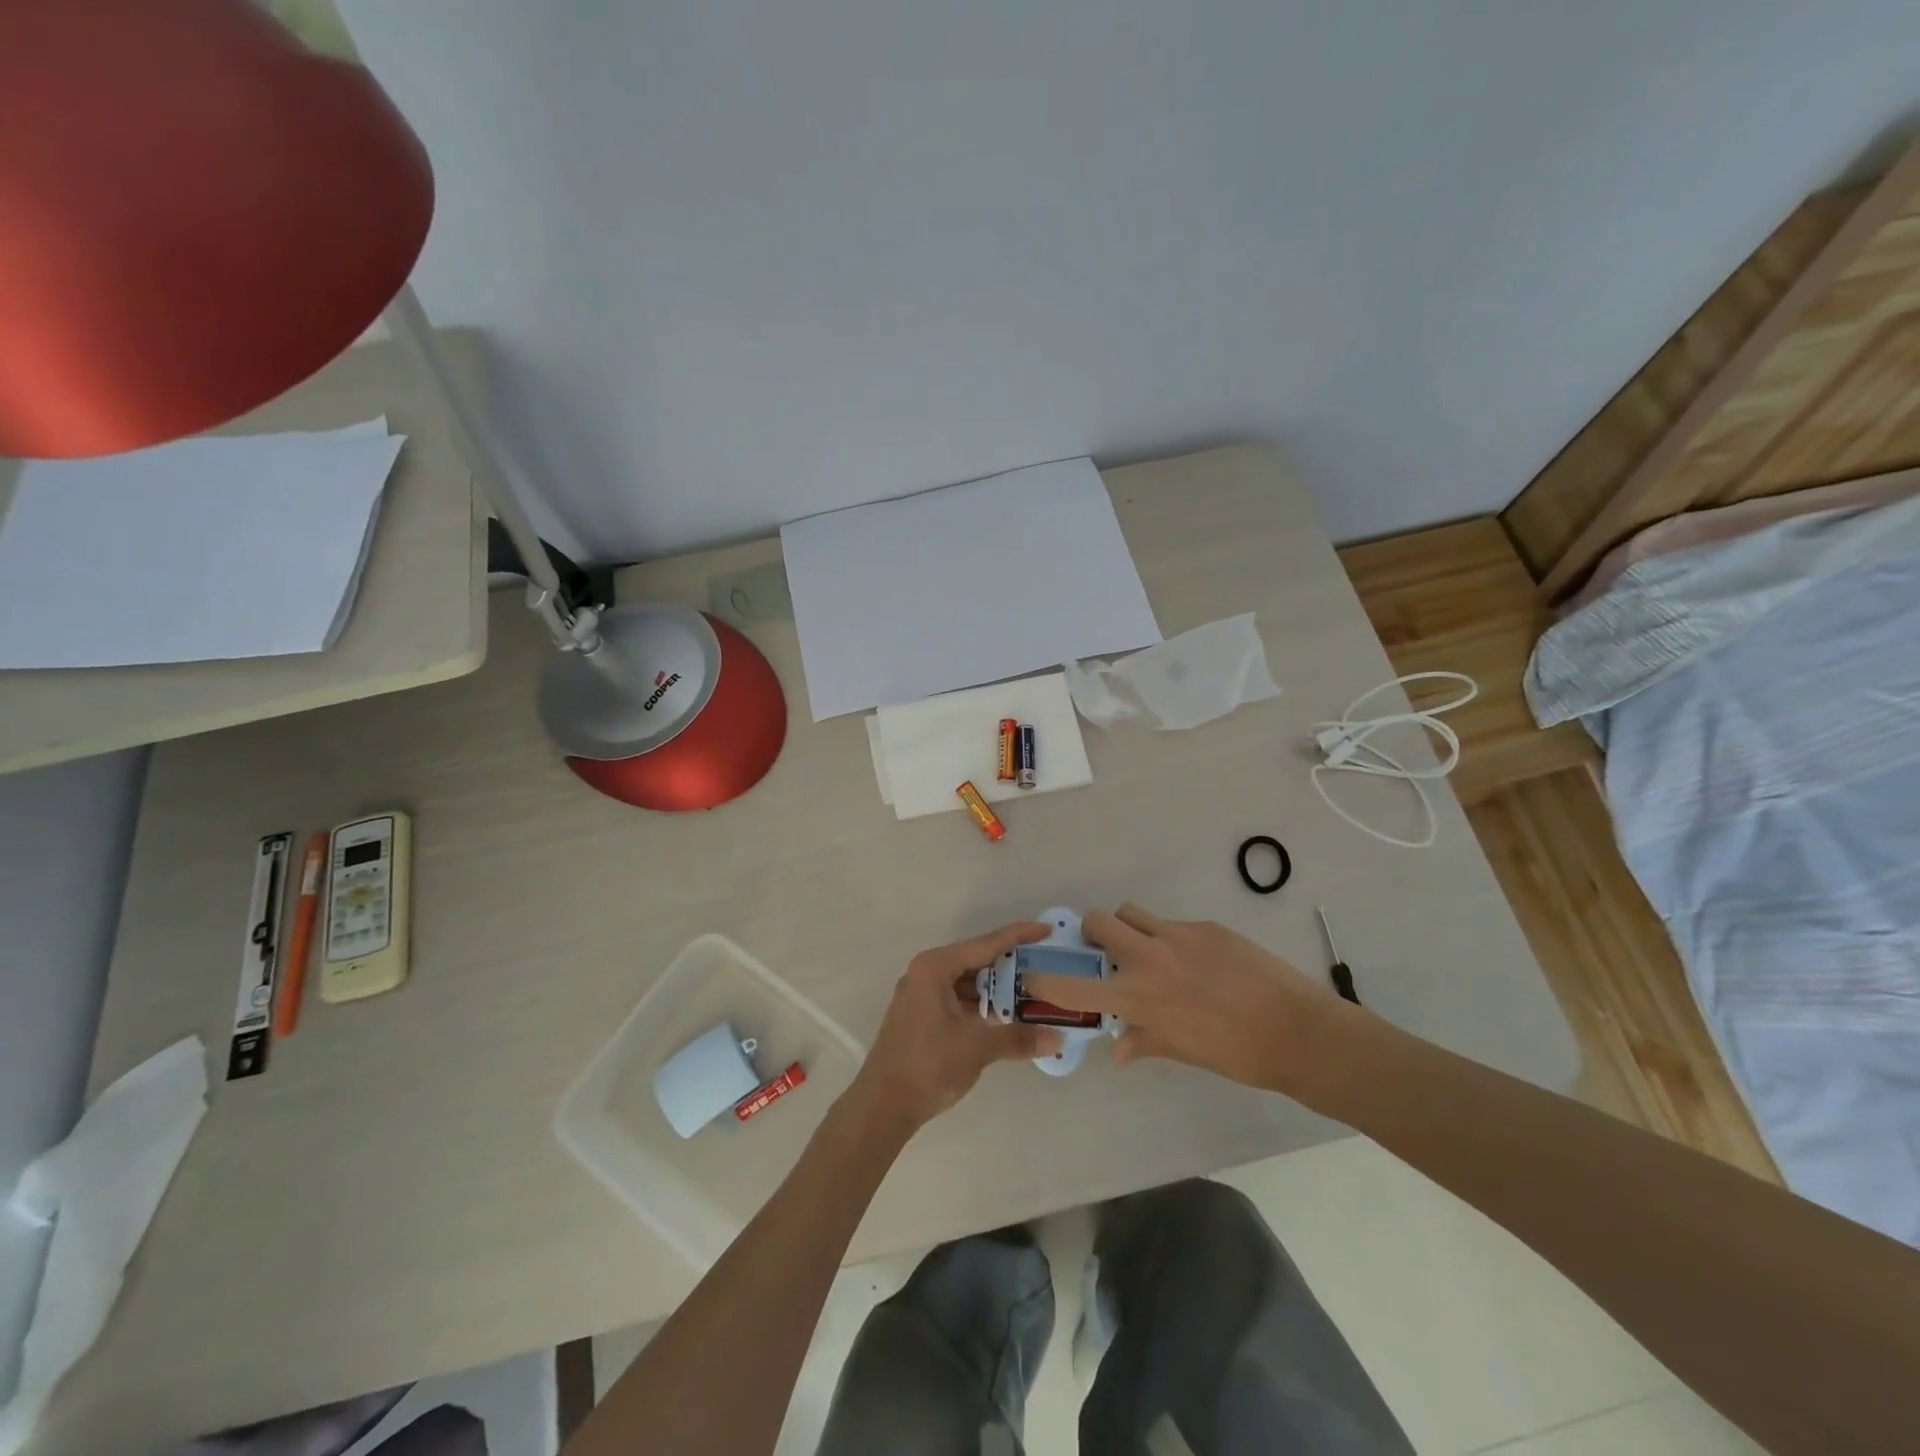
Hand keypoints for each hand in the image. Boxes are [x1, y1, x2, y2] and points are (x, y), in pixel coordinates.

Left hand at [848, 921, 1063, 1137]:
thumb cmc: (928, 1065)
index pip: (985, 944)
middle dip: (1010, 967)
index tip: (1046, 929)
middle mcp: (926, 973)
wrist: (882, 1106)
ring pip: (968, 983)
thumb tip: (1058, 1038)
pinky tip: (1006, 1017)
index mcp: (935, 967)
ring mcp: (922, 995)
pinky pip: (959, 1000)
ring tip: (1032, 995)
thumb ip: (1018, 1037)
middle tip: (1045, 968)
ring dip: (997, 990)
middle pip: (977, 962)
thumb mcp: (977, 1047)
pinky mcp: (922, 1016)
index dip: (1018, 936)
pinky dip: (982, 1006)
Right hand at [1020, 903, 1357, 1099]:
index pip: (1077, 987)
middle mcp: (1151, 959)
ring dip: (1129, 927)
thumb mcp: (1184, 1052)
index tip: (1032, 975)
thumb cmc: (1237, 1054)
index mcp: (1141, 998)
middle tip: (1105, 950)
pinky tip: (1197, 962)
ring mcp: (1179, 936)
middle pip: (1101, 922)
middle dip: (1093, 932)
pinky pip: (1173, 924)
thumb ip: (1145, 1042)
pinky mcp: (1206, 927)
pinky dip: (1171, 938)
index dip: (1046, 980)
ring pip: (1134, 913)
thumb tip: (1117, 1051)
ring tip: (1147, 949)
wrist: (1298, 1031)